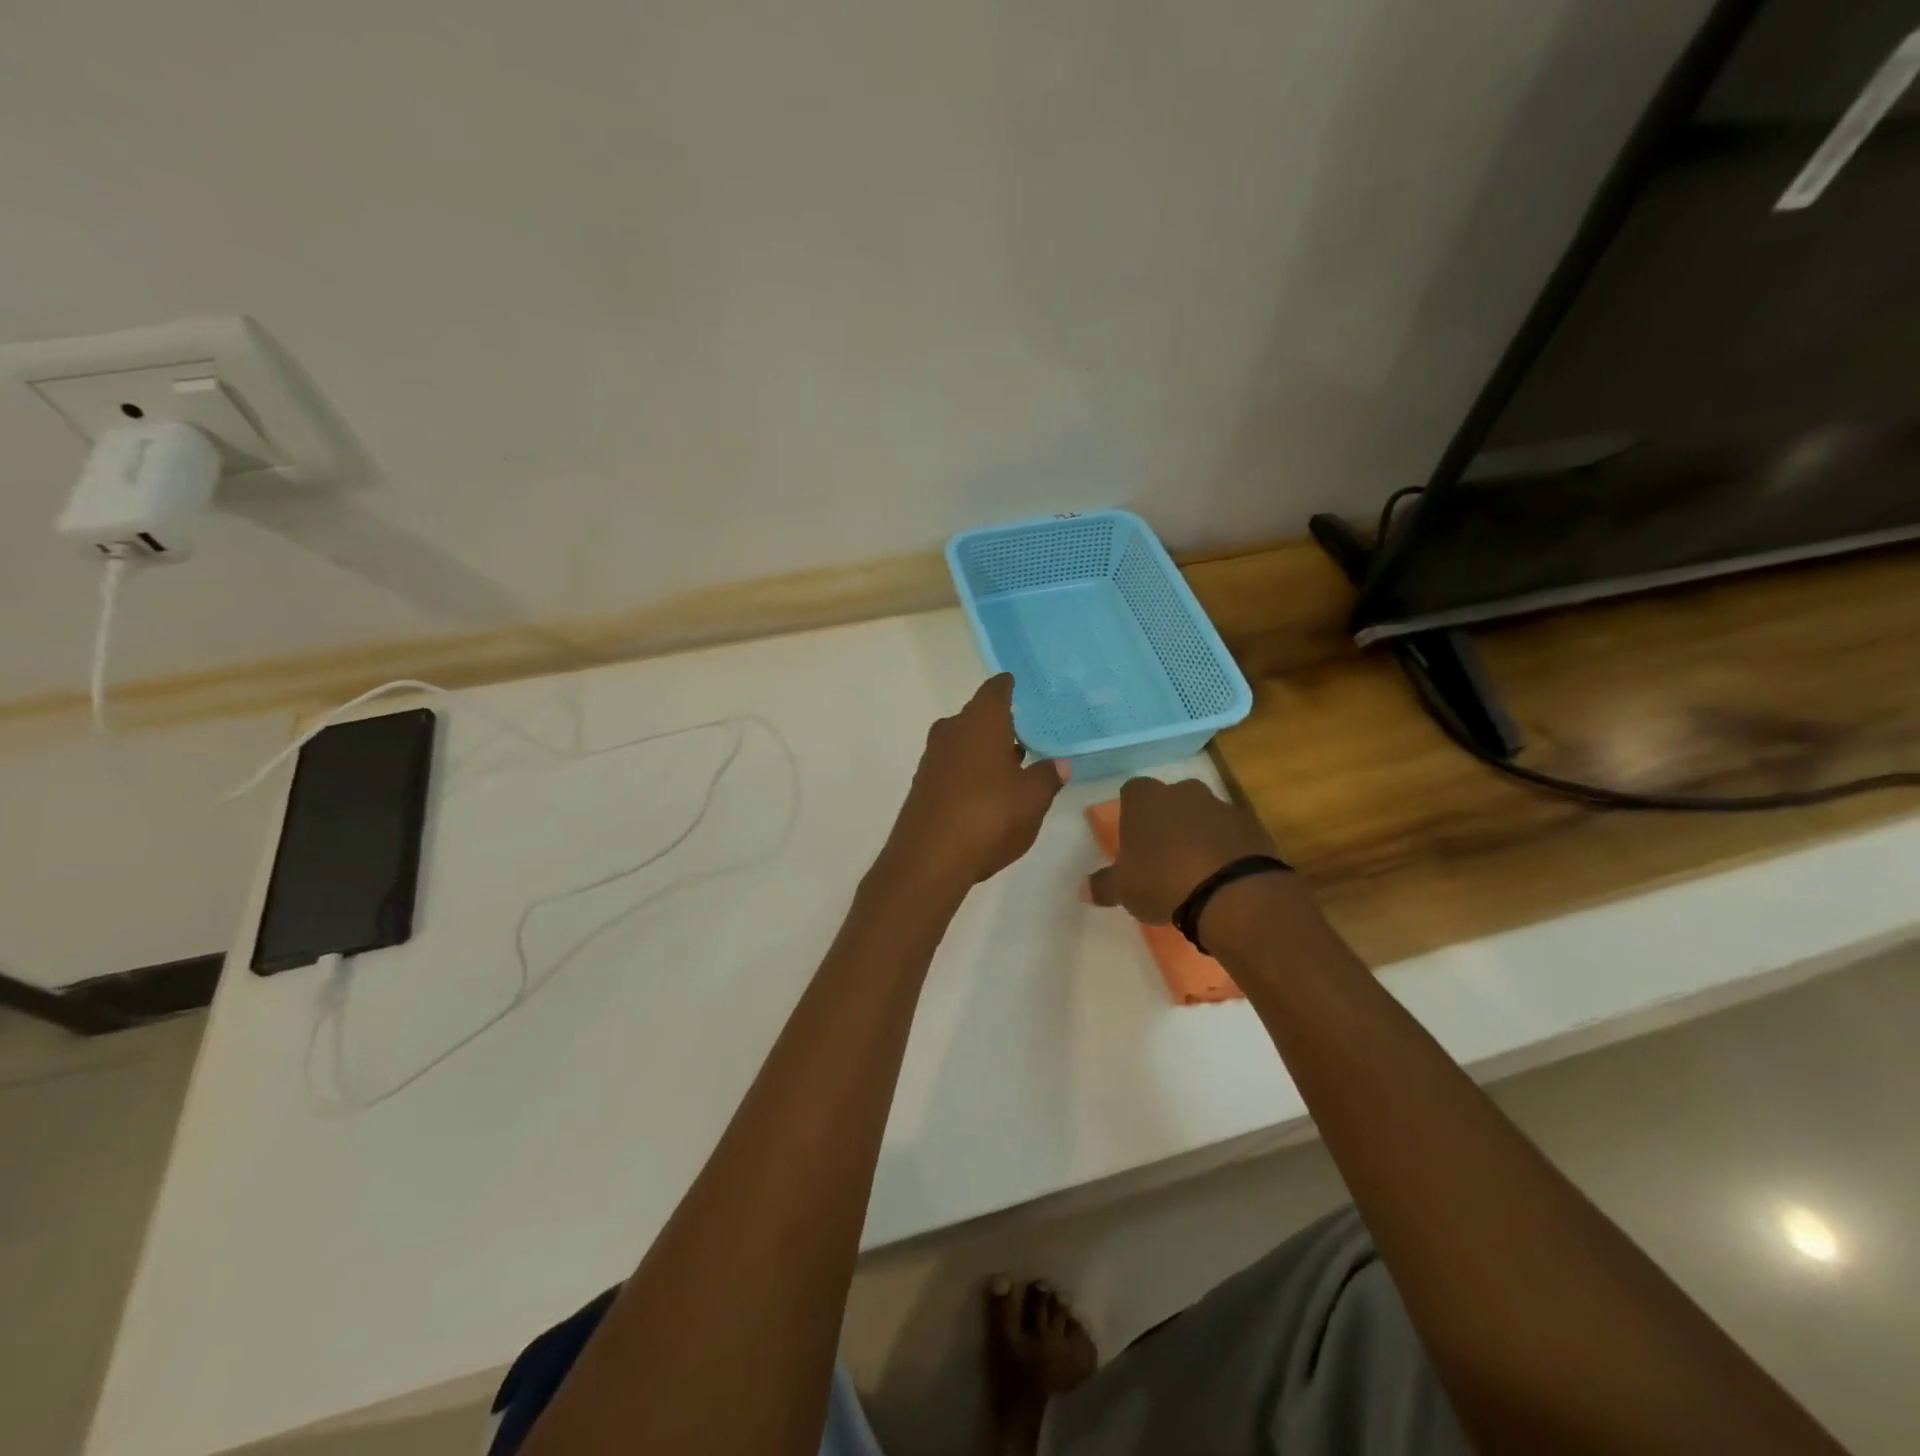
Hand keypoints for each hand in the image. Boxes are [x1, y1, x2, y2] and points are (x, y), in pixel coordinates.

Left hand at [883, 675, 1066, 891]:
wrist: (928, 859)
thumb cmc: (988, 816)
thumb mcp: (1032, 799)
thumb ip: (1048, 776)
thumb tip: (1060, 763)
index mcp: (981, 722)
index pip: (995, 690)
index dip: (1008, 687)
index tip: (1019, 686)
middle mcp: (952, 731)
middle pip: (978, 716)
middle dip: (1001, 724)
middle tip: (1028, 732)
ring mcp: (933, 758)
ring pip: (964, 742)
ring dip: (985, 750)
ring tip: (1014, 765)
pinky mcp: (923, 785)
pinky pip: (953, 766)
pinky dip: (971, 771)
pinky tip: (988, 791)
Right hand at [1085, 776, 1274, 923]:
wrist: (1233, 892)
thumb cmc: (1163, 881)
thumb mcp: (1124, 889)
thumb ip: (1103, 885)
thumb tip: (1083, 889)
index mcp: (1146, 799)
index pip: (1132, 791)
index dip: (1131, 813)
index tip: (1132, 840)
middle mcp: (1183, 792)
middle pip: (1170, 799)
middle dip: (1166, 820)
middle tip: (1162, 855)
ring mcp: (1221, 805)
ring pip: (1203, 814)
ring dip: (1198, 833)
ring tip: (1195, 870)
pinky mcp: (1252, 825)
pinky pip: (1231, 832)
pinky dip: (1226, 847)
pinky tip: (1222, 875)